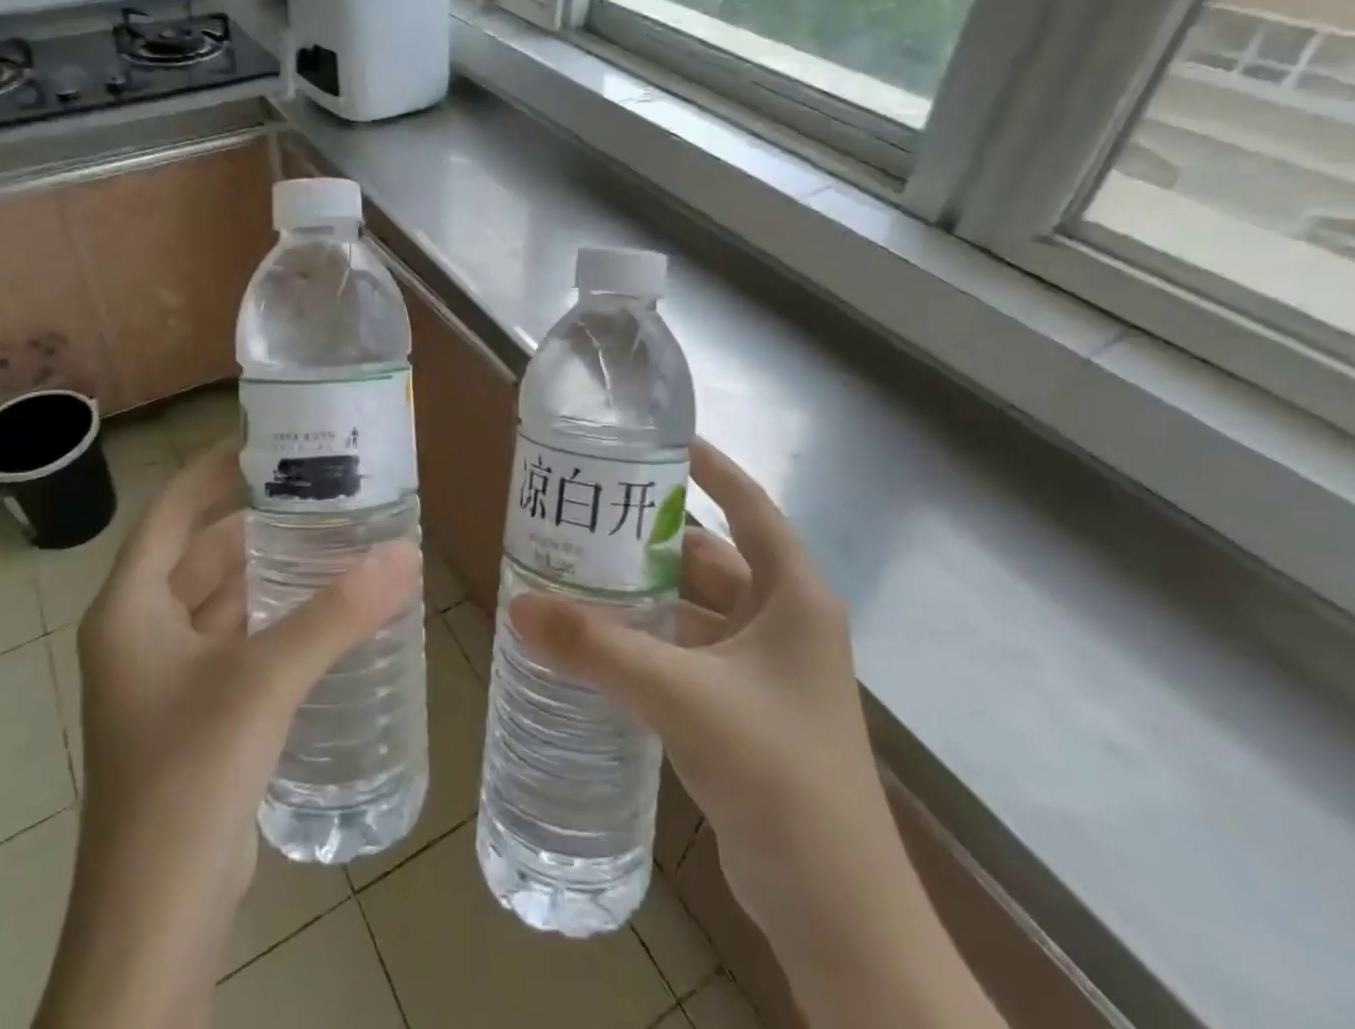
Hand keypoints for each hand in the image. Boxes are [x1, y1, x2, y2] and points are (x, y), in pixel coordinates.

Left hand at [36, 441, 418, 1028]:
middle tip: (319, 487)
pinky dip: (272, 616)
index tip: (270, 440)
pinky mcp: (195, 713)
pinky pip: (235, 640)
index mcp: (130, 608)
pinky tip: (322, 609)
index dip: (215, 470)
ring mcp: (164, 677)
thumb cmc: (189, 775)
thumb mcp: (265, 679)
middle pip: (200, 552)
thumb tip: (405, 552)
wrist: (156, 918)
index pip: (170, 511)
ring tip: (330, 535)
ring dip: (268, 569)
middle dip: (255, 519)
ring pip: (220, 598)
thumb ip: (338, 613)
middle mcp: (139, 633)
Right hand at [508, 440, 1004, 1028]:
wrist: (836, 911)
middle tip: (589, 513)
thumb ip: (598, 649)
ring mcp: (765, 671)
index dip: (710, 468)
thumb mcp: (682, 696)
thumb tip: (518, 605)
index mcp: (792, 596)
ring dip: (646, 593)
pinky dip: (649, 641)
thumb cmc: (777, 773)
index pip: (750, 506)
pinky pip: (688, 654)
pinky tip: (599, 640)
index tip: (658, 442)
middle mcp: (783, 622)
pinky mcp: (744, 712)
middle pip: (712, 557)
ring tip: (579, 568)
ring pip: (695, 610)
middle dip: (654, 536)